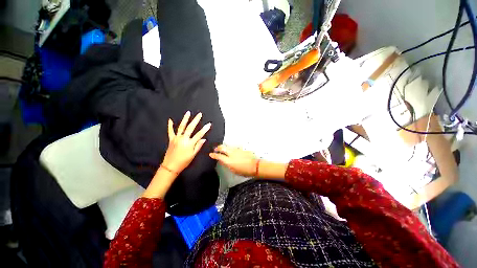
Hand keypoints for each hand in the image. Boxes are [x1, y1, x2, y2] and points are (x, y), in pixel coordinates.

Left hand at [161, 111, 210, 174]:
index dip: (205, 129)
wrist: (170, 166)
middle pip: (190, 128)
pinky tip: (170, 120)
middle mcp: (183, 139)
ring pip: (181, 127)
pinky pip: (170, 131)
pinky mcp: (171, 139)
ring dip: (185, 119)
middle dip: (195, 120)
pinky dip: (170, 125)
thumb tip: (204, 139)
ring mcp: (176, 138)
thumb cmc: (184, 161)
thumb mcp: (193, 155)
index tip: (209, 124)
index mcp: (189, 143)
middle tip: (199, 114)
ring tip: (188, 113)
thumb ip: (198, 146)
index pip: (199, 134)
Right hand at [209, 145, 257, 176]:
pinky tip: (231, 151)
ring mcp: (236, 150)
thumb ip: (227, 164)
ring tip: (222, 150)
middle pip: (222, 147)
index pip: (219, 156)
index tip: (211, 154)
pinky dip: (230, 148)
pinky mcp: (241, 148)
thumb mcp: (233, 170)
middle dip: (217, 148)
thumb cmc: (244, 171)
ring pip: (228, 146)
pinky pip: (233, 147)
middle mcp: (232, 153)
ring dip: (224, 147)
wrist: (255, 166)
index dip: (214, 155)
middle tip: (215, 149)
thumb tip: (223, 160)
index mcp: (229, 161)